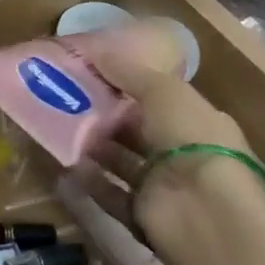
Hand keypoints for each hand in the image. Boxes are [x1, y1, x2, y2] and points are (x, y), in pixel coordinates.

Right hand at [75, 23, 256, 234]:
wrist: (203, 211)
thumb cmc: (191, 138)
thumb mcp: (162, 90)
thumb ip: (128, 71)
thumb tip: (95, 49)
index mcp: (198, 122)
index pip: (162, 101)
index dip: (131, 88)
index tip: (96, 76)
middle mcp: (184, 154)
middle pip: (139, 133)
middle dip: (108, 119)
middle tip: (70, 101)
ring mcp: (165, 187)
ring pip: (123, 163)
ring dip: (96, 149)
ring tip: (62, 131)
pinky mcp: (144, 215)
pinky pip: (111, 195)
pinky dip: (90, 182)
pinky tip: (66, 166)